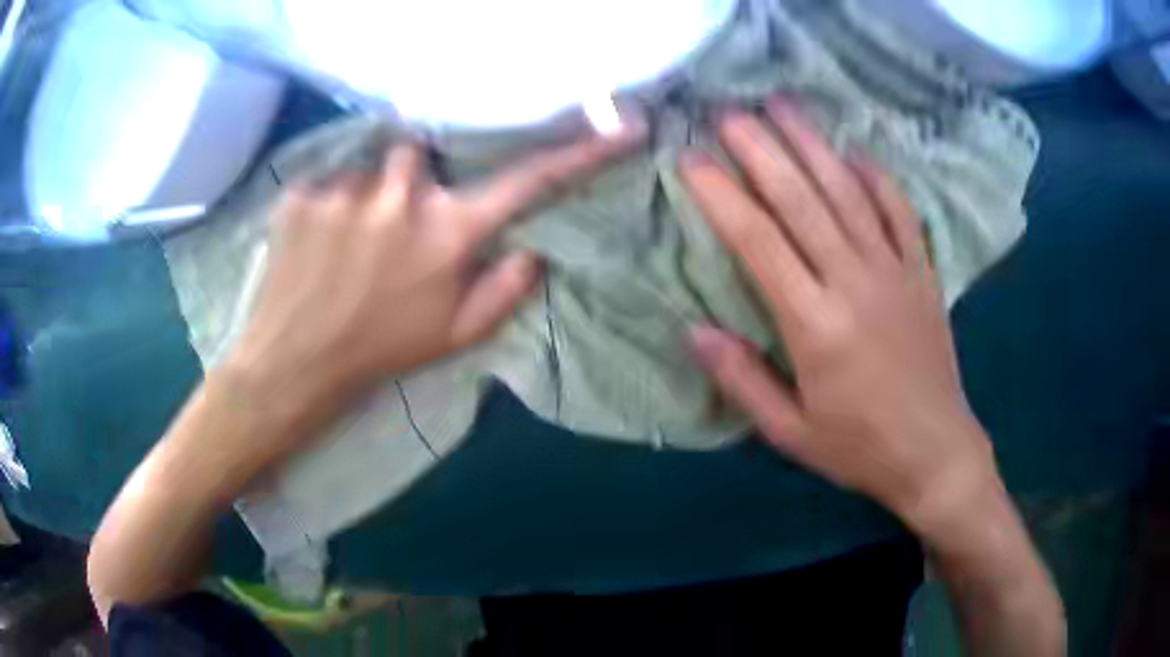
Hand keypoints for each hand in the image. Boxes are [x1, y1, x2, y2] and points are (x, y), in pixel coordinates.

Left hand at [226, 123, 644, 446]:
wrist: (297, 363)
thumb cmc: (383, 349)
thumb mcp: (456, 335)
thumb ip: (505, 289)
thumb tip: (534, 247)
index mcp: (447, 233)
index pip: (525, 180)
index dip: (576, 153)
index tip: (619, 127)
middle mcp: (400, 199)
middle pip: (419, 155)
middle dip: (410, 180)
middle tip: (390, 224)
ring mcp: (345, 192)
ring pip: (369, 168)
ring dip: (366, 195)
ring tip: (347, 238)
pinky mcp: (302, 195)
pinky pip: (326, 182)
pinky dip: (326, 206)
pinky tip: (315, 244)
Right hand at [680, 98, 998, 534]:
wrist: (935, 453)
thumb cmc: (859, 448)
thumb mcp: (789, 432)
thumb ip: (742, 380)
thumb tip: (693, 331)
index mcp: (815, 325)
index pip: (758, 242)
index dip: (721, 195)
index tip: (691, 159)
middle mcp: (854, 282)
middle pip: (802, 200)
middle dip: (761, 149)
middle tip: (728, 111)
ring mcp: (895, 271)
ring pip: (849, 192)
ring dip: (813, 144)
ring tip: (782, 104)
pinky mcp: (923, 273)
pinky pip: (900, 212)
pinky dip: (877, 178)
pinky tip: (855, 152)